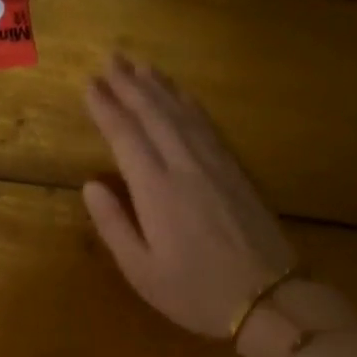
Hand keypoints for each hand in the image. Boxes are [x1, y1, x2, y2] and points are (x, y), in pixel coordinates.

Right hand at [81, 57, 297, 338]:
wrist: (267, 297)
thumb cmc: (195, 293)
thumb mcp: (142, 271)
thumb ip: (114, 225)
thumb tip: (91, 185)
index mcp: (157, 190)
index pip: (126, 136)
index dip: (106, 108)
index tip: (89, 85)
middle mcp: (186, 165)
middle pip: (155, 113)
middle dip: (130, 85)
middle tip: (110, 59)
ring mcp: (216, 163)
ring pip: (183, 112)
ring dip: (159, 86)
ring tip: (139, 65)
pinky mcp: (237, 169)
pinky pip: (207, 124)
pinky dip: (189, 103)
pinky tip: (181, 95)